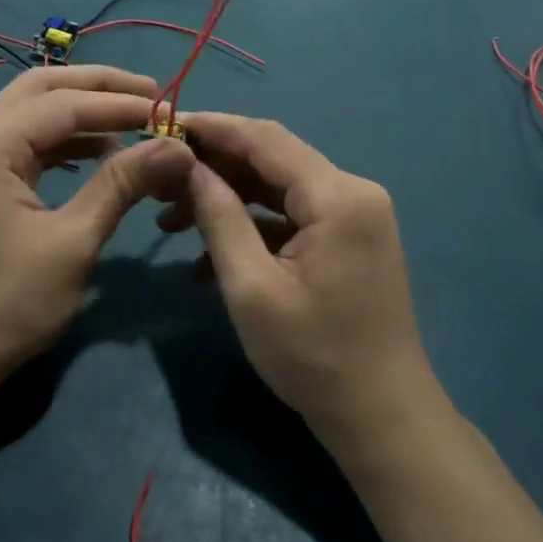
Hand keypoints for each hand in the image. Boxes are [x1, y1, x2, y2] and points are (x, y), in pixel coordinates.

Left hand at [0, 67, 190, 403]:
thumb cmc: (5, 306)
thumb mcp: (72, 243)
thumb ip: (121, 185)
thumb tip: (176, 147)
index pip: (64, 104)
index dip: (121, 104)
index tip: (171, 110)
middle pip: (40, 88)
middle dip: (98, 87)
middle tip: (151, 94)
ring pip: (30, 113)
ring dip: (80, 111)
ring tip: (133, 121)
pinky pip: (22, 144)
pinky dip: (61, 141)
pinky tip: (97, 153)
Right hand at [160, 114, 439, 446]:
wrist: (381, 417)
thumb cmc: (313, 357)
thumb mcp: (251, 288)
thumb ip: (219, 217)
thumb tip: (189, 166)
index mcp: (338, 196)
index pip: (266, 139)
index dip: (213, 128)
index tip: (164, 124)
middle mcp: (354, 192)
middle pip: (274, 159)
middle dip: (215, 165)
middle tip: (160, 176)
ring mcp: (355, 216)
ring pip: (279, 188)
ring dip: (228, 199)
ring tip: (171, 218)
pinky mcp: (349, 239)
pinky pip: (293, 217)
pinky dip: (253, 227)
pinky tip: (209, 257)